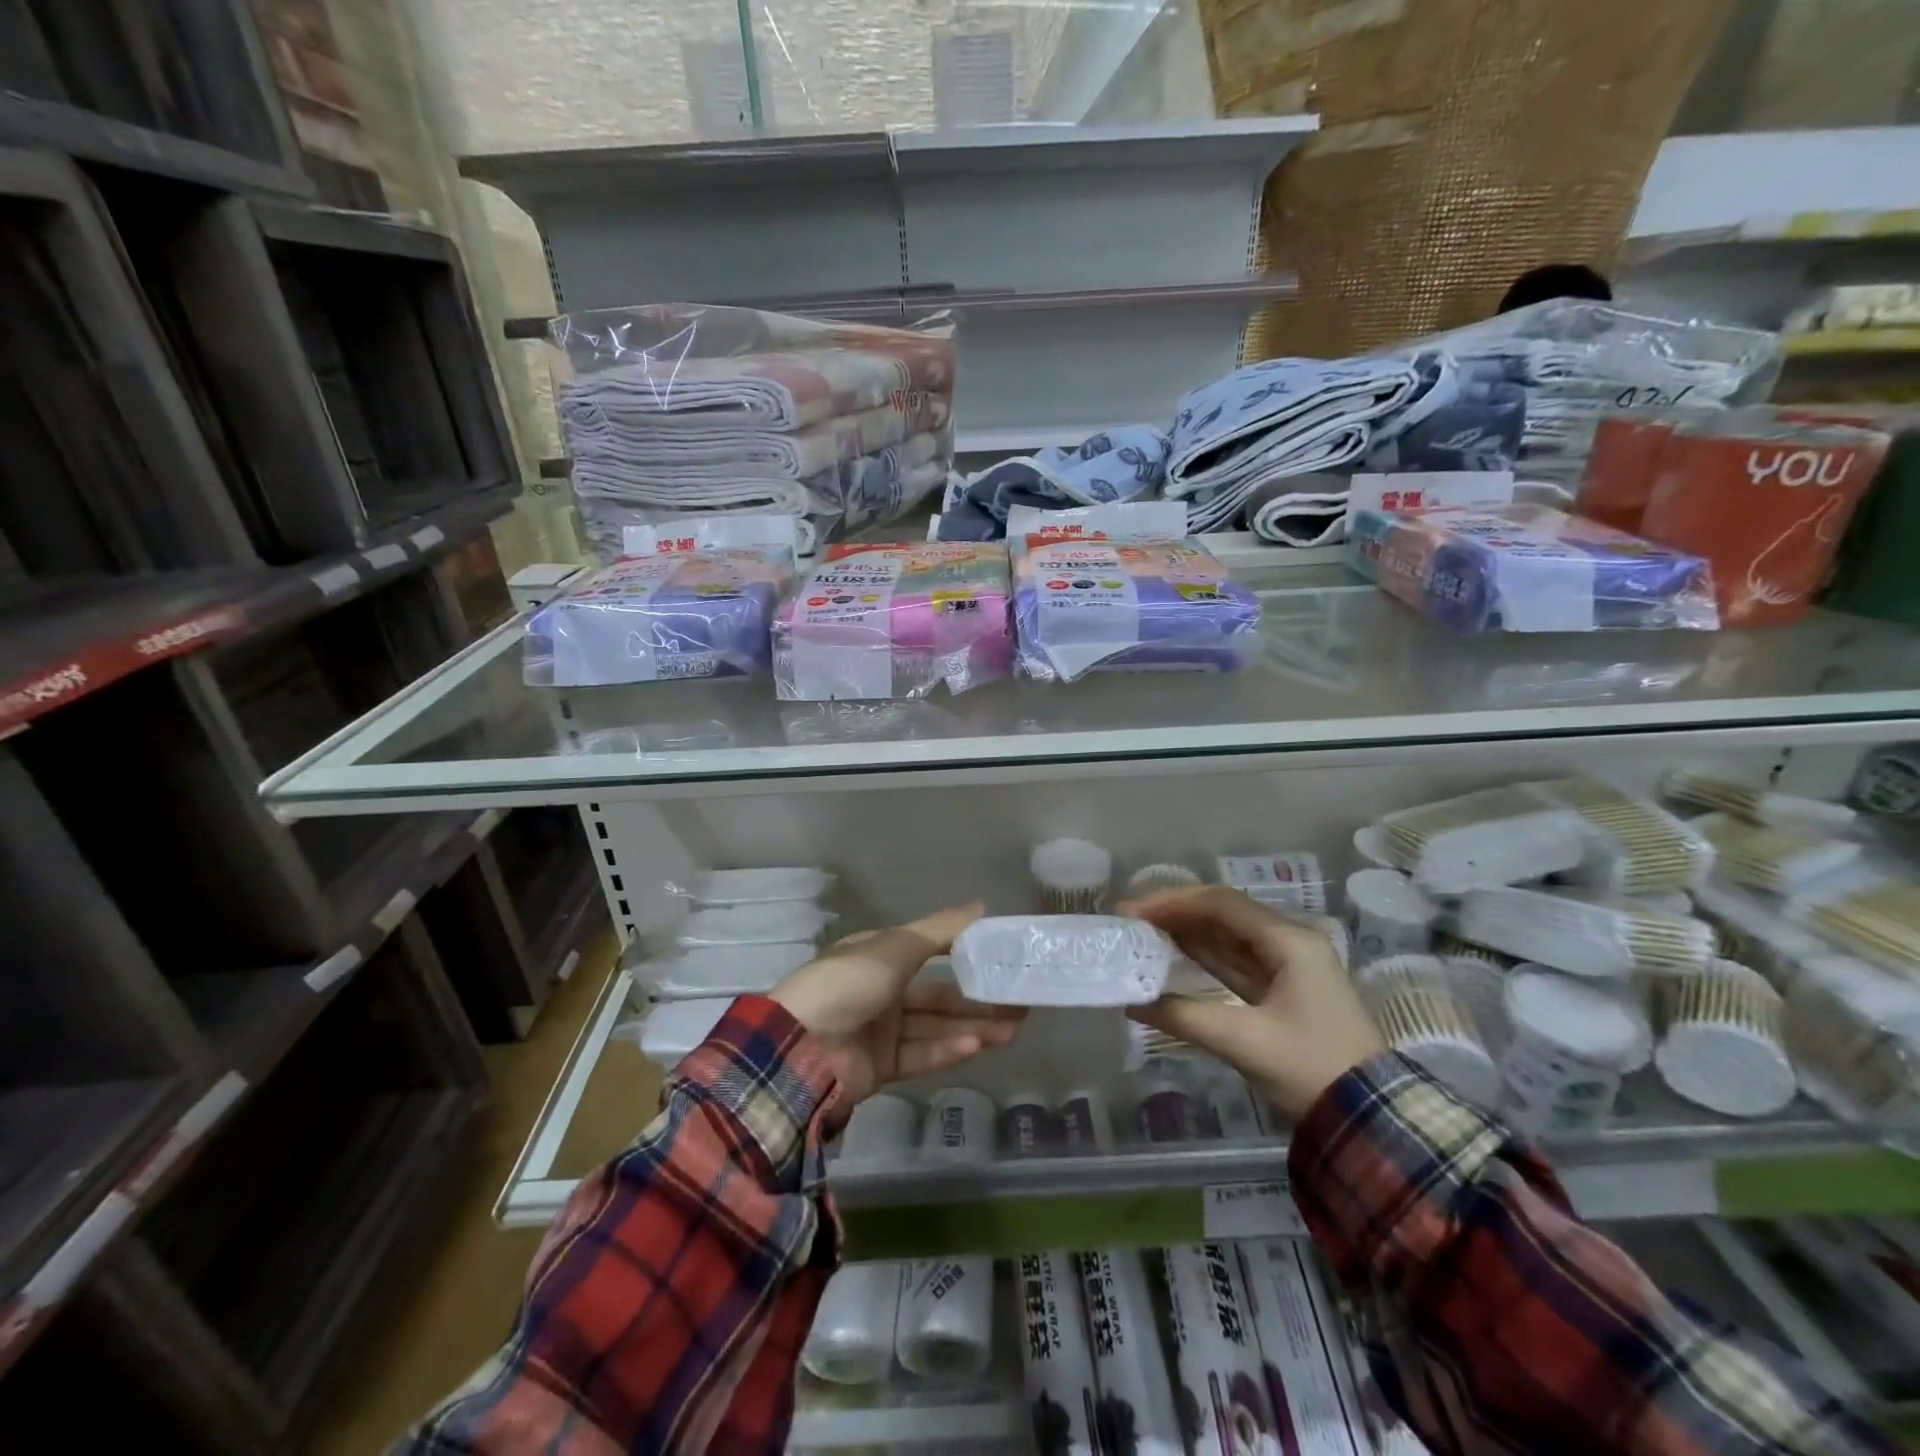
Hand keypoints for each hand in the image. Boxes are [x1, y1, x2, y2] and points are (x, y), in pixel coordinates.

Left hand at [770, 904, 1025, 1105]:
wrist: (799, 1047)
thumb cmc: (848, 983)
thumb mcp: (895, 947)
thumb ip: (941, 930)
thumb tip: (981, 907)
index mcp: (879, 955)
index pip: (929, 951)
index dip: (964, 954)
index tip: (1000, 959)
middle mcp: (882, 990)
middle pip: (938, 995)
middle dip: (977, 999)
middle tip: (1019, 1003)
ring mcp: (881, 1030)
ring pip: (936, 1026)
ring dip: (972, 1026)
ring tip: (1013, 1028)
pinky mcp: (881, 1066)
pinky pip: (921, 1055)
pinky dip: (947, 1050)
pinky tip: (976, 1045)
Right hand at [1123, 888, 1384, 1121]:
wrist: (1369, 1120)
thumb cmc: (1310, 1069)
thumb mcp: (1243, 1041)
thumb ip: (1183, 1016)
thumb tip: (1131, 1003)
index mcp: (1290, 942)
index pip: (1222, 905)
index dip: (1174, 903)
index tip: (1134, 912)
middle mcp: (1291, 943)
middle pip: (1225, 914)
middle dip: (1177, 914)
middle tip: (1132, 920)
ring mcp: (1289, 966)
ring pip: (1229, 937)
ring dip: (1188, 933)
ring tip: (1144, 932)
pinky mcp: (1284, 990)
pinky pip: (1236, 961)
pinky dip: (1205, 956)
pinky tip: (1174, 955)